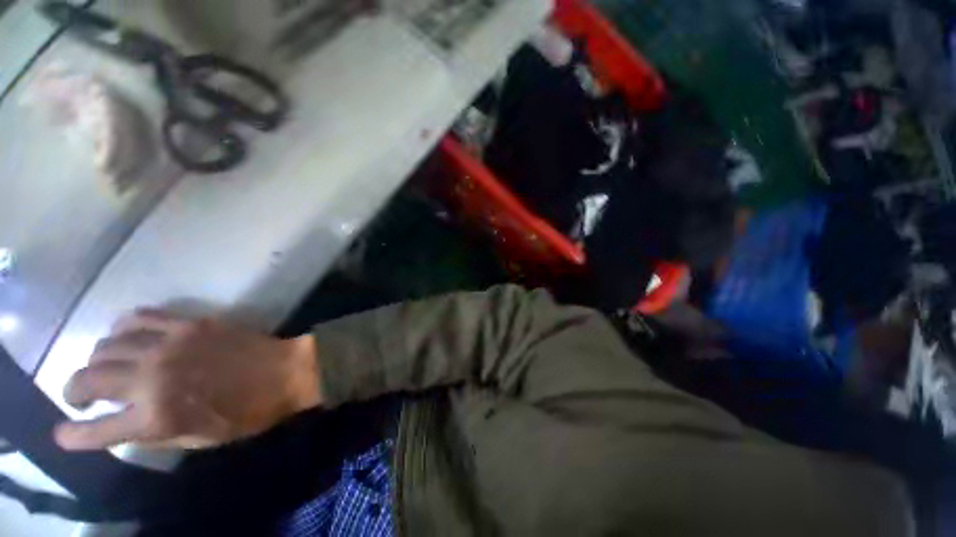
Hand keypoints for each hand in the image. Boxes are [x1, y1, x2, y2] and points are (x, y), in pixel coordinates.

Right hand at [54, 310, 321, 450]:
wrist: (286, 371)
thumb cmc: (249, 412)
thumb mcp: (200, 439)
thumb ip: (157, 434)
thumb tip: (125, 423)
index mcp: (156, 417)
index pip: (96, 430)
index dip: (73, 435)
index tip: (61, 434)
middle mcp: (152, 378)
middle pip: (88, 378)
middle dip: (73, 389)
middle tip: (79, 395)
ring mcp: (168, 345)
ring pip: (106, 344)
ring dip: (96, 358)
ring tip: (104, 366)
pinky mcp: (188, 323)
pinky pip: (139, 316)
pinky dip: (122, 327)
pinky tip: (126, 335)